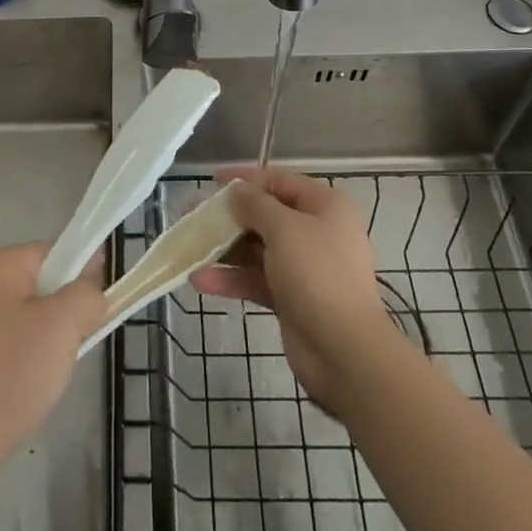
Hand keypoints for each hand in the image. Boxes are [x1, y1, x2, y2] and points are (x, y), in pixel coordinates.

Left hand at [0, 242, 104, 491]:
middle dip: (58, 313)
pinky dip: (12, 358)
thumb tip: (90, 290)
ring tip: (43, 375)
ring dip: (37, 338)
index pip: (52, 254)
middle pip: (33, 284)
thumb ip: (86, 295)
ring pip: (16, 316)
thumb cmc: (9, 376)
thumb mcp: (63, 327)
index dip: (80, 277)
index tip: (94, 311)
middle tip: (70, 347)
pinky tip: (15, 389)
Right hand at [191, 167, 392, 410]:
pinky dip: (230, 278)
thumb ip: (255, 205)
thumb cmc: (317, 275)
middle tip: (190, 216)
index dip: (245, 178)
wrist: (344, 351)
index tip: (212, 180)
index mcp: (324, 206)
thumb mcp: (284, 229)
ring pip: (256, 249)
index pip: (279, 181)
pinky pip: (256, 279)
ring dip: (223, 249)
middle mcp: (315, 231)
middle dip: (227, 217)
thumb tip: (237, 190)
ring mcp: (303, 267)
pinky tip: (199, 280)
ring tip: (187, 247)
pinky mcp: (290, 297)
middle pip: (264, 216)